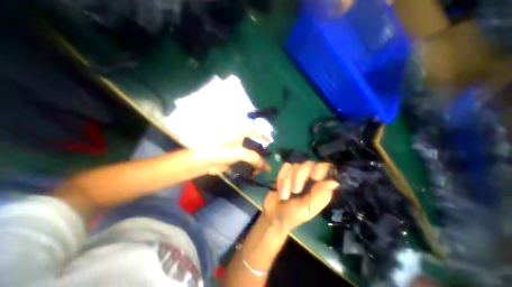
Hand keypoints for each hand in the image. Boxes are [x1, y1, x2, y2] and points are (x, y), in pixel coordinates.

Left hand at [198, 132, 270, 174]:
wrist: (203, 160)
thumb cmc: (220, 151)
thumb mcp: (238, 153)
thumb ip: (254, 158)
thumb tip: (267, 166)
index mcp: (241, 132)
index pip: (256, 128)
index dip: (265, 133)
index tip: (271, 142)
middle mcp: (240, 139)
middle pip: (256, 143)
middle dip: (262, 153)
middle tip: (267, 160)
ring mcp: (237, 149)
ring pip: (251, 154)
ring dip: (257, 162)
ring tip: (259, 171)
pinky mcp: (235, 157)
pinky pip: (246, 161)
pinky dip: (250, 167)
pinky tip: (253, 173)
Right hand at [263, 162, 339, 231]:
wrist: (272, 214)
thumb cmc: (292, 215)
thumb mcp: (307, 209)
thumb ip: (320, 196)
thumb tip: (335, 182)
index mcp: (319, 187)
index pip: (326, 169)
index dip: (320, 169)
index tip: (314, 177)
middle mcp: (309, 178)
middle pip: (309, 164)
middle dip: (299, 177)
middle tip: (295, 191)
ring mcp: (297, 174)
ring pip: (295, 166)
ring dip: (287, 181)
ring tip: (284, 195)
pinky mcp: (286, 172)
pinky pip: (285, 167)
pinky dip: (281, 177)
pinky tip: (279, 188)